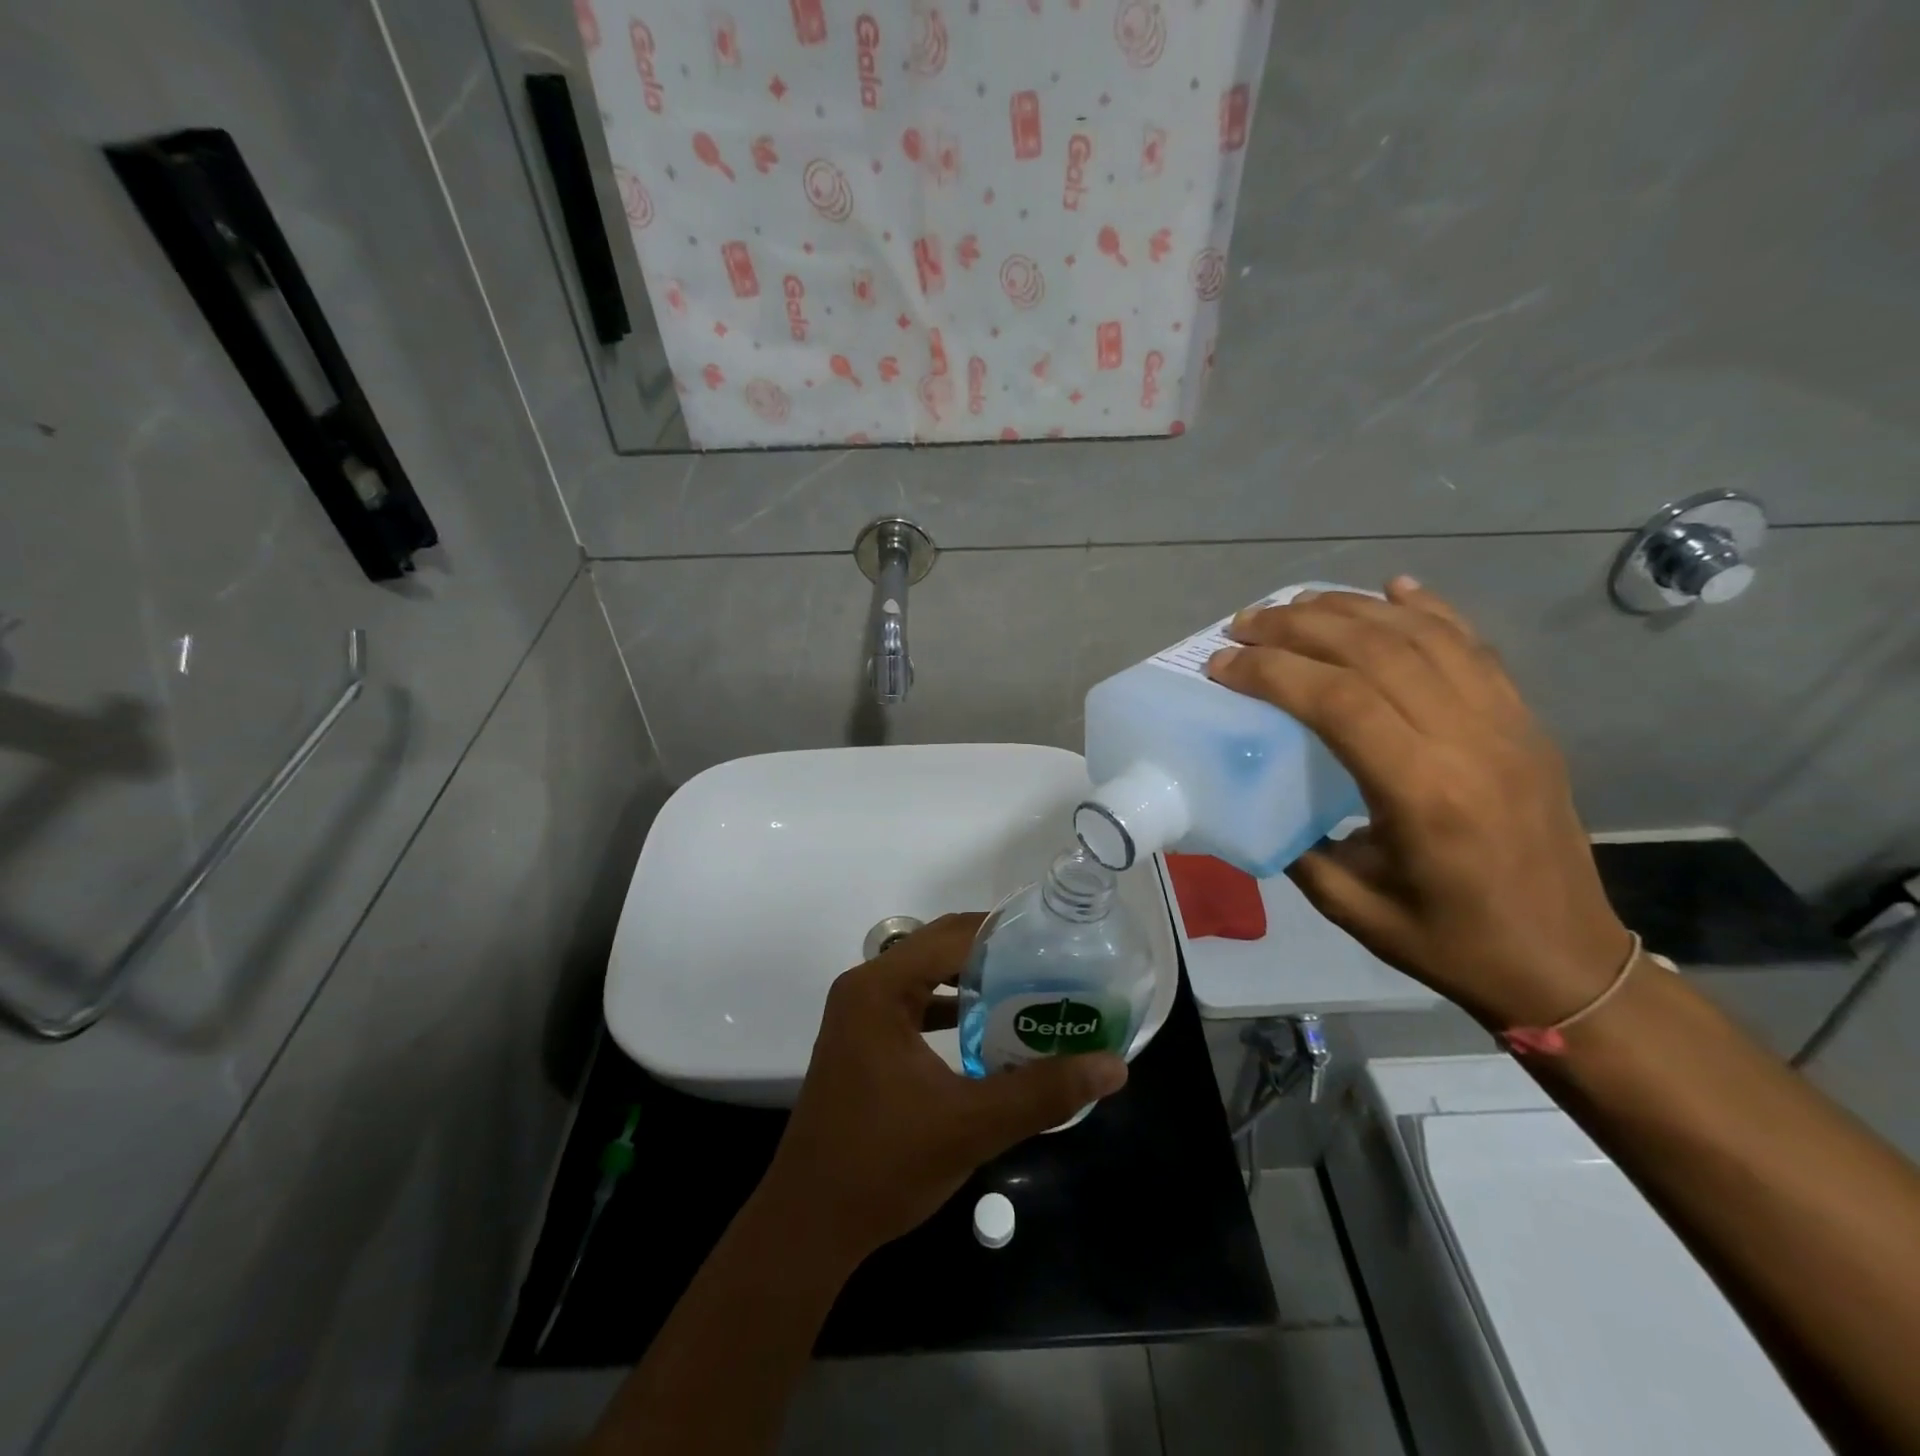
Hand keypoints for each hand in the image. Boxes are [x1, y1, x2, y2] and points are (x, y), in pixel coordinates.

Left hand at [757, 914, 1128, 1269]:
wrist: (810, 1224)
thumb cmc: (883, 1165)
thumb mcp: (971, 1126)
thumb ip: (1043, 1092)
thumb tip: (1113, 1066)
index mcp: (880, 988)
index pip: (952, 936)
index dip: (1005, 933)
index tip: (1056, 940)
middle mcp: (866, 987)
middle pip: (939, 947)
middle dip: (994, 953)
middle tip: (1052, 963)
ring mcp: (860, 1013)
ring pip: (927, 975)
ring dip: (973, 979)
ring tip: (1030, 987)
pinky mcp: (863, 1039)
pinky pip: (915, 1004)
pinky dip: (950, 1007)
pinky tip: (988, 1026)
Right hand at [1208, 577, 1631, 1030]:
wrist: (1564, 963)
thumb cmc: (1449, 941)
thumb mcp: (1349, 904)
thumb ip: (1295, 843)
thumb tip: (1253, 795)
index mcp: (1423, 793)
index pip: (1338, 701)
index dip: (1272, 671)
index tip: (1222, 666)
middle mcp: (1469, 742)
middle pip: (1377, 651)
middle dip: (1299, 626)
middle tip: (1244, 624)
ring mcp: (1507, 724)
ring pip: (1423, 635)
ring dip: (1351, 608)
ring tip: (1296, 604)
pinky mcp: (1525, 722)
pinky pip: (1475, 646)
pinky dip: (1430, 609)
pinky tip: (1393, 588)